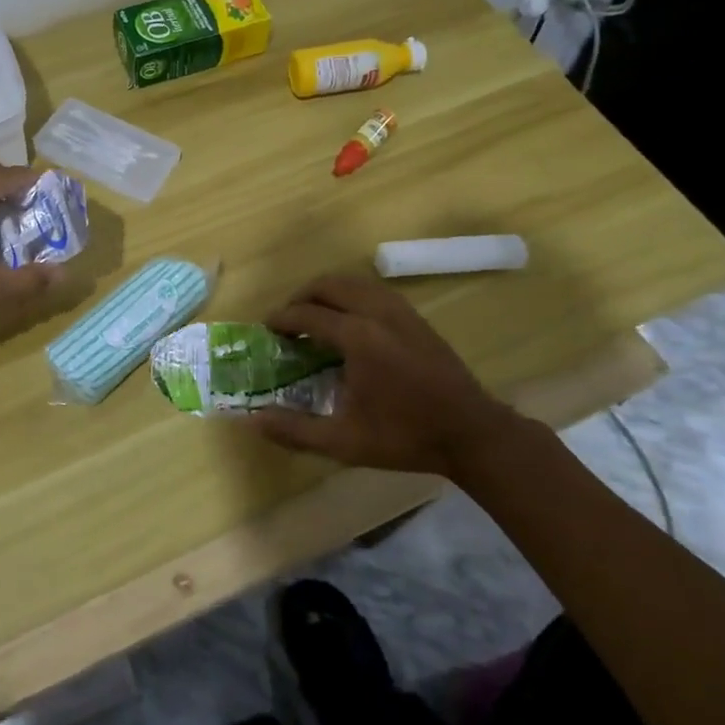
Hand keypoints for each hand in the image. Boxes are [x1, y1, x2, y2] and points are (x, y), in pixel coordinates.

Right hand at [250, 275, 522, 473]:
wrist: (471, 433)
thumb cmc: (405, 437)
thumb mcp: (345, 442)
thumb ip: (296, 430)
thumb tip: (253, 420)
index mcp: (357, 337)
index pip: (307, 314)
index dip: (282, 319)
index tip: (267, 329)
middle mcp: (376, 312)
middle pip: (328, 285)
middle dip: (301, 296)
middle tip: (288, 320)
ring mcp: (399, 311)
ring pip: (353, 282)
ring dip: (327, 291)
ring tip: (315, 314)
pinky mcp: (415, 316)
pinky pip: (373, 289)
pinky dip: (352, 294)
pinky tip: (350, 319)